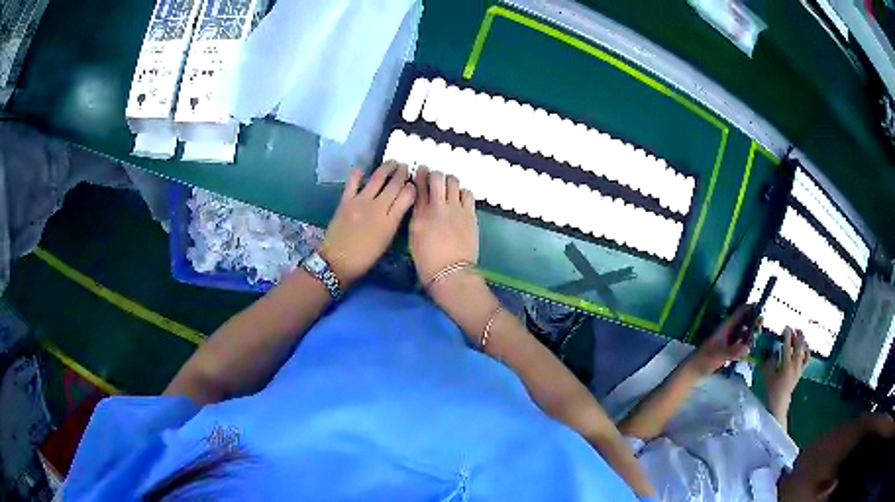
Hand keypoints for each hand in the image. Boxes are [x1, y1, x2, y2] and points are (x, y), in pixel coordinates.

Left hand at [320, 162, 415, 286]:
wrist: (337, 262)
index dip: (412, 187)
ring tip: (392, 162)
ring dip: (386, 168)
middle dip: (402, 173)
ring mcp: (360, 201)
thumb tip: (399, 207)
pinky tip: (361, 169)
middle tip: (406, 166)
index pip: (407, 196)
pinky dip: (357, 174)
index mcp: (390, 220)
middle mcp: (378, 207)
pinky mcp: (346, 201)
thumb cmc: (365, 258)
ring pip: (377, 179)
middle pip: (394, 184)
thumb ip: (393, 222)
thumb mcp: (386, 242)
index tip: (414, 183)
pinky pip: (353, 183)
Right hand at [410, 167, 478, 291]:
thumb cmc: (428, 261)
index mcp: (419, 214)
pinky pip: (467, 193)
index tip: (420, 171)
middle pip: (437, 177)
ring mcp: (456, 209)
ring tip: (448, 188)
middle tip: (434, 178)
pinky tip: (460, 199)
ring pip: (453, 181)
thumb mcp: (414, 236)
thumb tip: (422, 203)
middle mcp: (437, 207)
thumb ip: (418, 215)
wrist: (451, 273)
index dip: (419, 175)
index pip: (418, 186)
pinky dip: (462, 192)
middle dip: (434, 174)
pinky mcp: (470, 214)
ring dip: (449, 181)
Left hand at [687, 304, 754, 375]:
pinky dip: (744, 342)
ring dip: (749, 332)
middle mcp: (726, 330)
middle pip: (742, 321)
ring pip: (741, 331)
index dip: (749, 308)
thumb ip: (733, 352)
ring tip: (757, 336)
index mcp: (725, 327)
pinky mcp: (725, 349)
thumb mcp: (720, 356)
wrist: (692, 370)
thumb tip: (748, 347)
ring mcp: (726, 339)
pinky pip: (738, 342)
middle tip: (761, 326)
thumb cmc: (705, 360)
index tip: (761, 308)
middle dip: (752, 321)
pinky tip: (749, 347)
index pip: (739, 312)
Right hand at [762, 327, 809, 415]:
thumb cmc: (770, 391)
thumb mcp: (767, 376)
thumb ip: (770, 362)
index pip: (787, 347)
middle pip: (798, 347)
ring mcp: (799, 369)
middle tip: (794, 329)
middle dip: (797, 337)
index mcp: (786, 366)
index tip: (786, 327)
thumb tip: (774, 351)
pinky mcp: (800, 373)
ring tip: (800, 335)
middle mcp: (794, 366)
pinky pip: (806, 359)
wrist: (778, 404)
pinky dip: (806, 352)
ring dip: (802, 342)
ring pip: (803, 351)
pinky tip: (804, 347)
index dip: (787, 336)